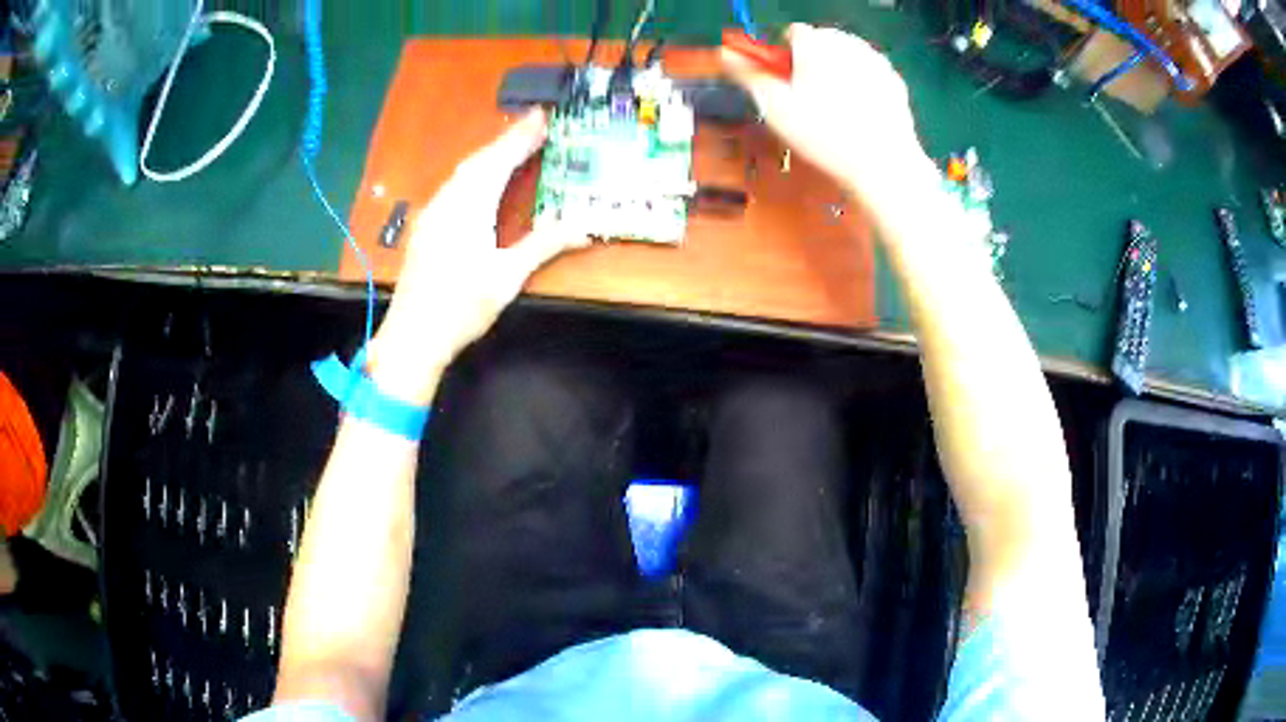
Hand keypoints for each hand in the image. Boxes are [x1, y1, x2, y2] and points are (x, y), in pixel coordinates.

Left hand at [368, 110, 588, 404]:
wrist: (413, 336)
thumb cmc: (460, 307)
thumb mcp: (507, 277)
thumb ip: (544, 245)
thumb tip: (585, 226)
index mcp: (468, 207)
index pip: (499, 161)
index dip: (522, 138)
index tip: (543, 117)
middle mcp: (448, 202)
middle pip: (479, 160)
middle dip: (507, 139)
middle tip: (535, 123)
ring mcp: (433, 214)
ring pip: (463, 172)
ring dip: (490, 154)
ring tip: (514, 143)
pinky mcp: (428, 227)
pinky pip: (454, 186)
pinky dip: (475, 172)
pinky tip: (482, 179)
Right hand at [721, 24, 932, 205]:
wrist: (882, 163)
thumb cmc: (823, 134)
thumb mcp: (775, 106)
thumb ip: (748, 74)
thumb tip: (725, 54)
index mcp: (815, 42)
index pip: (792, 33)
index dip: (784, 57)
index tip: (786, 84)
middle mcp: (847, 42)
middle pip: (820, 42)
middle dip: (812, 63)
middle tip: (809, 100)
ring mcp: (875, 60)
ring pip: (845, 57)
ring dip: (836, 72)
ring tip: (835, 110)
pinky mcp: (894, 80)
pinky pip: (867, 74)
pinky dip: (860, 86)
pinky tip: (858, 114)